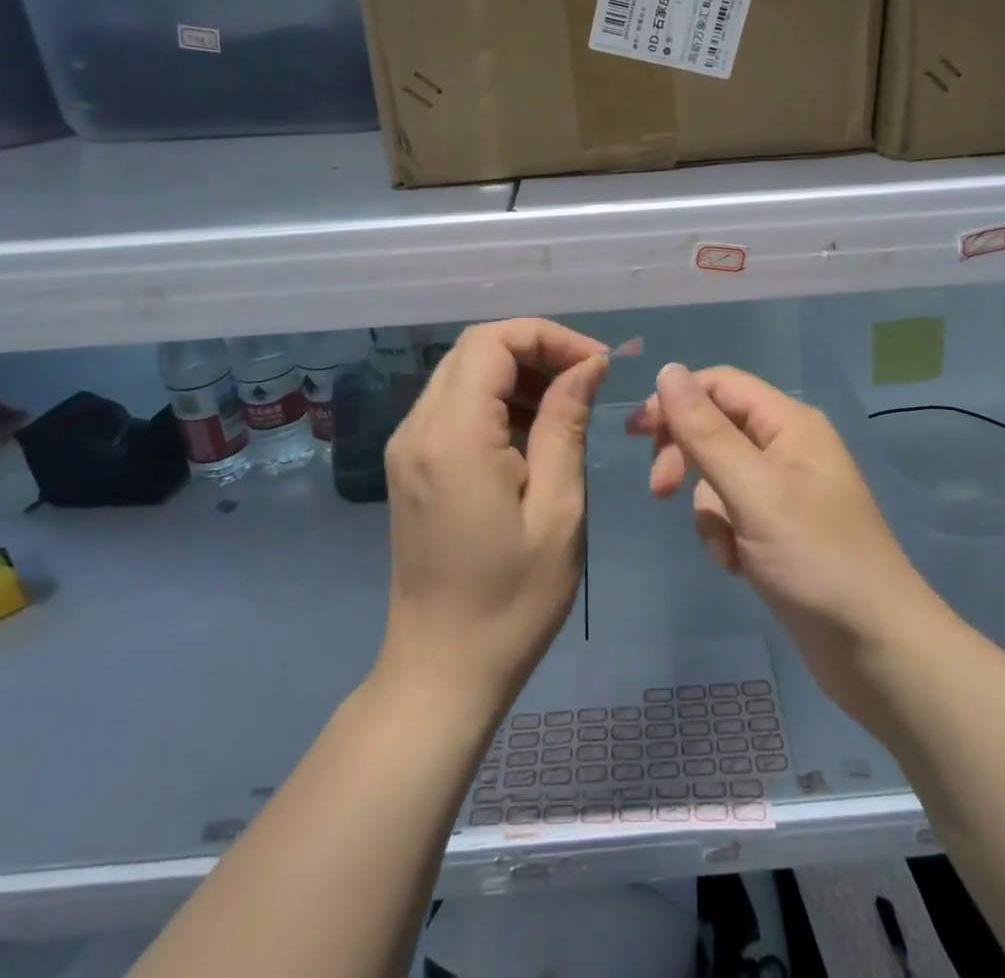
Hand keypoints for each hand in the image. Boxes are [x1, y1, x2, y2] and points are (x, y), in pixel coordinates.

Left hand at [377, 318, 610, 717]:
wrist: (441, 669)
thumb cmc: (511, 599)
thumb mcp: (558, 509)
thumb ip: (567, 423)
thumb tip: (588, 364)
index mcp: (453, 435)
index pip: (493, 341)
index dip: (549, 336)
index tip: (597, 363)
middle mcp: (418, 428)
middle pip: (475, 349)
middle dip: (535, 349)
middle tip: (587, 379)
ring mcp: (407, 446)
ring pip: (463, 373)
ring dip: (517, 373)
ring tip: (567, 405)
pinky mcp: (410, 465)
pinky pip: (453, 405)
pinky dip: (496, 400)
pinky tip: (533, 432)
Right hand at [627, 363, 933, 725]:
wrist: (878, 651)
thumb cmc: (817, 561)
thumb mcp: (753, 491)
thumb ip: (707, 432)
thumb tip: (668, 370)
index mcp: (789, 423)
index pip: (720, 385)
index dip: (676, 400)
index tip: (637, 433)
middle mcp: (788, 447)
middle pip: (715, 428)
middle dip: (686, 458)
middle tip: (660, 491)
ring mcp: (785, 492)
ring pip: (718, 477)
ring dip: (708, 511)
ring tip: (727, 549)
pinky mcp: (780, 531)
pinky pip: (732, 514)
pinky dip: (725, 536)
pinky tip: (739, 567)